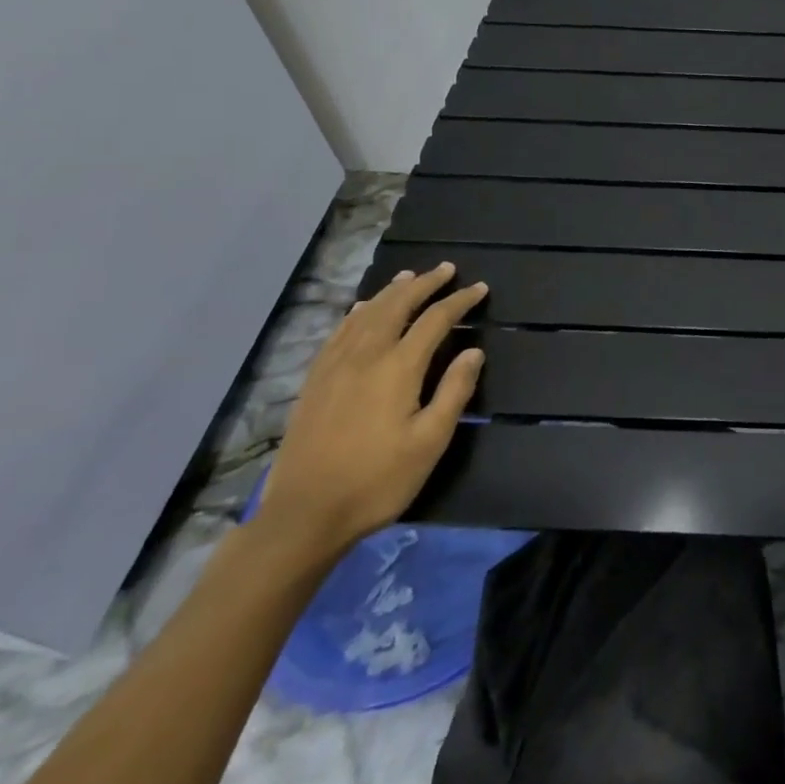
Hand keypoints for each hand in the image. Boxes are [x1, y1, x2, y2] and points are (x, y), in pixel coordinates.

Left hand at [254, 264, 488, 559]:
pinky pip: (339, 331)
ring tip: (409, 276)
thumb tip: (474, 351)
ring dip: (391, 291)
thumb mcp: (429, 442)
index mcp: (398, 367)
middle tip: (446, 269)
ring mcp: (335, 366)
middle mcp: (366, 355)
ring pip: (367, 313)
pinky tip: (362, 309)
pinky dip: (357, 312)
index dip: (459, 301)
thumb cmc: (377, 480)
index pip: (435, 320)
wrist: (304, 514)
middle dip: (424, 284)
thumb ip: (454, 391)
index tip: (480, 288)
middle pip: (397, 305)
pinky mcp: (315, 380)